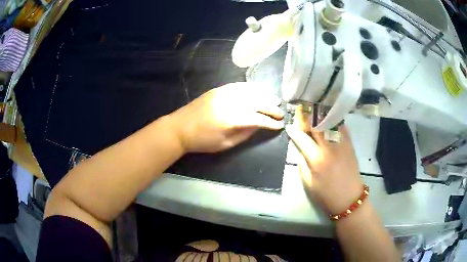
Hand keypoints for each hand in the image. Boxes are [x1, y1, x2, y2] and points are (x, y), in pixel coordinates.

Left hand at [168, 82, 283, 152]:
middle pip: (257, 102)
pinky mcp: (218, 89)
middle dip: (271, 107)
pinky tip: (258, 90)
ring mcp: (224, 93)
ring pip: (250, 91)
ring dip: (264, 95)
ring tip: (274, 99)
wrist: (180, 128)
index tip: (280, 125)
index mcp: (232, 119)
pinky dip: (251, 88)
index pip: (258, 118)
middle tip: (281, 112)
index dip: (271, 122)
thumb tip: (259, 125)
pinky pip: (238, 86)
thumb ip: (245, 134)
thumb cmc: (202, 141)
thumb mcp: (225, 144)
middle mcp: (230, 103)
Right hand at [285, 106, 362, 213]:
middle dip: (307, 117)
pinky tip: (328, 118)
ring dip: (319, 115)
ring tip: (313, 111)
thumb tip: (300, 149)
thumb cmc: (326, 195)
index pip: (302, 138)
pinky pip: (341, 127)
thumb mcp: (308, 183)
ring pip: (329, 122)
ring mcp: (341, 144)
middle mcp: (329, 147)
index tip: (289, 126)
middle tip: (300, 112)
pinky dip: (333, 120)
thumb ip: (302, 164)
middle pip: (316, 125)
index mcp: (317, 159)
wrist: (350, 198)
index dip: (294, 131)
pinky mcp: (349, 144)